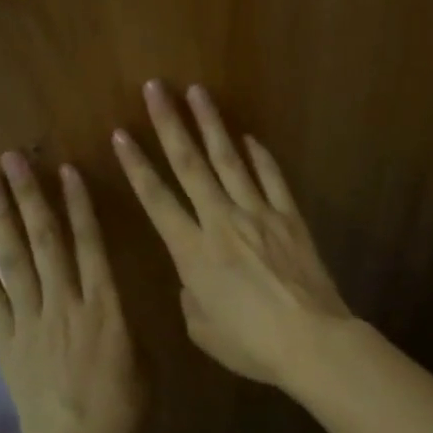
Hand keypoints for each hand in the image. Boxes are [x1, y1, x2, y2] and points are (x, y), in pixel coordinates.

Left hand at [0, 153, 145, 432]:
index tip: (65, 171)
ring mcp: (30, 323)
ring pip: (14, 262)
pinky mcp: (6, 344)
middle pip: (44, 241)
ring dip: (1, 220)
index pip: (89, 243)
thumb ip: (127, 320)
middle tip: (12, 160)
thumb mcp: (146, 358)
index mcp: (105, 306)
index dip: (78, 205)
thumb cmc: (125, 409)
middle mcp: (64, 304)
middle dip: (28, 197)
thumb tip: (115, 300)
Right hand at [112, 81, 350, 387]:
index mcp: (193, 252)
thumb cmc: (251, 344)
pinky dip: (260, 157)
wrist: (312, 341)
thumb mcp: (203, 330)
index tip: (120, 134)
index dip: (136, 166)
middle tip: (156, 88)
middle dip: (169, 124)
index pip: (156, 200)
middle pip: (191, 165)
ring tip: (197, 93)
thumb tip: (194, 279)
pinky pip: (272, 179)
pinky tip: (249, 138)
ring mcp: (260, 215)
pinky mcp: (290, 218)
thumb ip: (191, 297)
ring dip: (211, 125)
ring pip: (230, 161)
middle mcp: (222, 222)